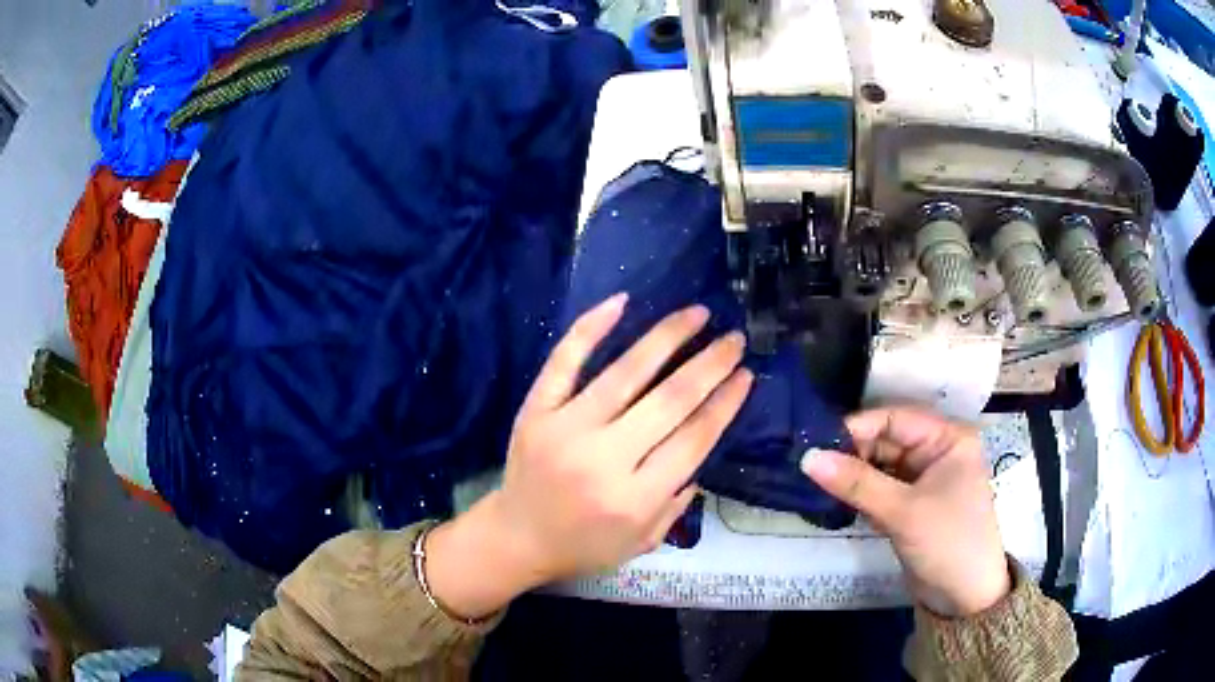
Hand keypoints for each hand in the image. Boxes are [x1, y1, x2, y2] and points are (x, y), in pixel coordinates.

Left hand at [427, 294, 752, 617]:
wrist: (516, 539)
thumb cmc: (584, 545)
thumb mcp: (643, 542)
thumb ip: (678, 501)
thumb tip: (703, 441)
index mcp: (635, 499)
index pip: (693, 439)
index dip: (725, 403)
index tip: (746, 375)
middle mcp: (605, 460)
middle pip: (670, 401)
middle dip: (710, 365)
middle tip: (734, 340)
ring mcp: (566, 429)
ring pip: (626, 373)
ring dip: (668, 337)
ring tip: (699, 313)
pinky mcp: (537, 410)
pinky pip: (564, 362)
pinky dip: (590, 328)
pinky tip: (621, 302)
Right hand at [801, 407, 1010, 616]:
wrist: (965, 598)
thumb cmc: (947, 542)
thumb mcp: (903, 511)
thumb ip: (857, 483)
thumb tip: (807, 457)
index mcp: (947, 438)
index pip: (895, 418)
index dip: (856, 428)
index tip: (815, 444)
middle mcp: (936, 452)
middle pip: (885, 441)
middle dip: (851, 454)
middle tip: (809, 467)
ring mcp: (924, 480)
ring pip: (880, 466)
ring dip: (852, 476)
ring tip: (815, 483)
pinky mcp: (912, 505)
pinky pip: (881, 489)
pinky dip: (860, 495)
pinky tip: (834, 500)